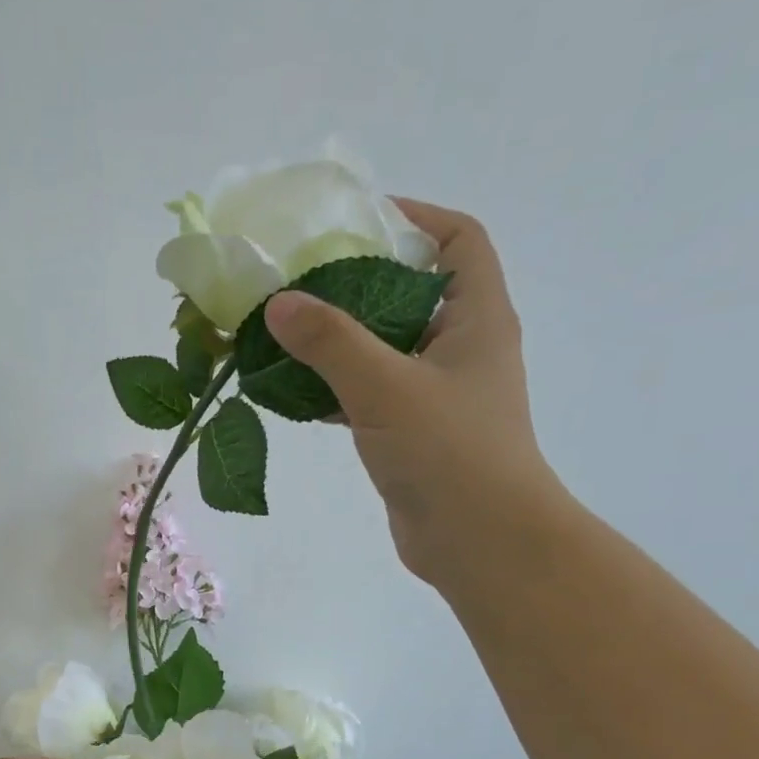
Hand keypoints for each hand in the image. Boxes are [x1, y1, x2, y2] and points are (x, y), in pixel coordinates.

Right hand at [263, 199, 564, 588]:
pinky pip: (369, 397)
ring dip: (338, 343)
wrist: (479, 541)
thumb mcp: (385, 387)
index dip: (414, 218)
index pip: (457, 240)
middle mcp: (461, 349)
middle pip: (410, 294)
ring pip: (383, 351)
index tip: (355, 220)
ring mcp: (436, 396)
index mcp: (476, 318)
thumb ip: (331, 342)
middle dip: (356, 284)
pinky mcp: (412, 436)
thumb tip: (279, 302)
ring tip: (283, 335)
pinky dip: (335, 391)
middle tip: (299, 282)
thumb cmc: (448, 451)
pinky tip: (292, 393)